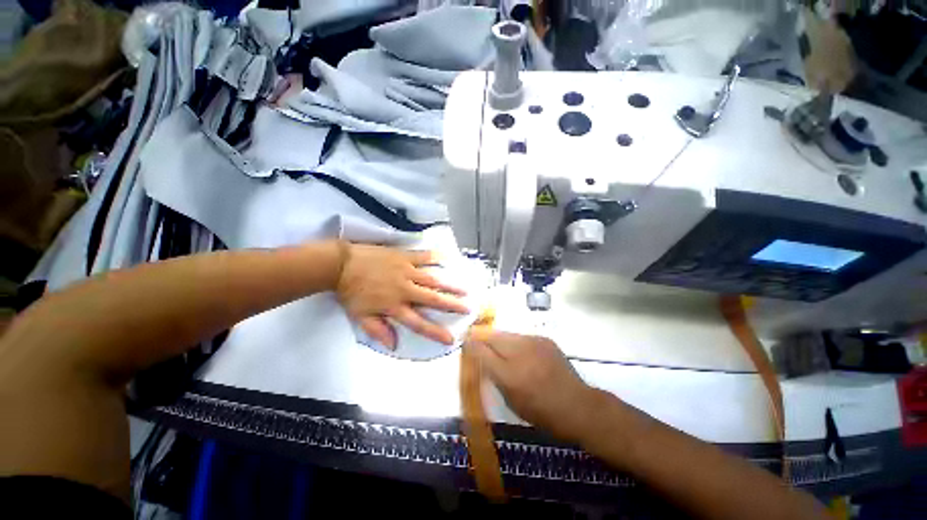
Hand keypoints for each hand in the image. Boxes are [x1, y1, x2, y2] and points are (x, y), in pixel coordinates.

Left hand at [335, 243, 468, 347]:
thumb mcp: (360, 316)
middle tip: (468, 308)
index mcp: (394, 306)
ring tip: (465, 289)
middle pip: (433, 299)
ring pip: (433, 280)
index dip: (435, 332)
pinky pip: (424, 257)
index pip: (418, 323)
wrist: (341, 265)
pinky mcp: (404, 256)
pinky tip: (448, 258)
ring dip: (450, 285)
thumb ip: (378, 330)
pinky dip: (436, 258)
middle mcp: (405, 290)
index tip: (450, 338)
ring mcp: (406, 271)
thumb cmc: (351, 292)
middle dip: (452, 305)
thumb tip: (394, 345)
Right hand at [466, 329, 598, 442]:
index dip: (470, 344)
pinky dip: (515, 342)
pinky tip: (519, 350)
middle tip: (475, 337)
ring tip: (497, 346)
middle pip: (492, 336)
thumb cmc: (541, 411)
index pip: (482, 352)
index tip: (464, 341)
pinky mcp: (544, 339)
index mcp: (509, 374)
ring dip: (498, 338)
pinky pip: (521, 336)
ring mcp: (533, 342)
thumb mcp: (511, 400)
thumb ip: (493, 376)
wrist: (577, 405)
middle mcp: (519, 353)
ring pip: (506, 334)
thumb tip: (482, 358)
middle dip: (481, 335)